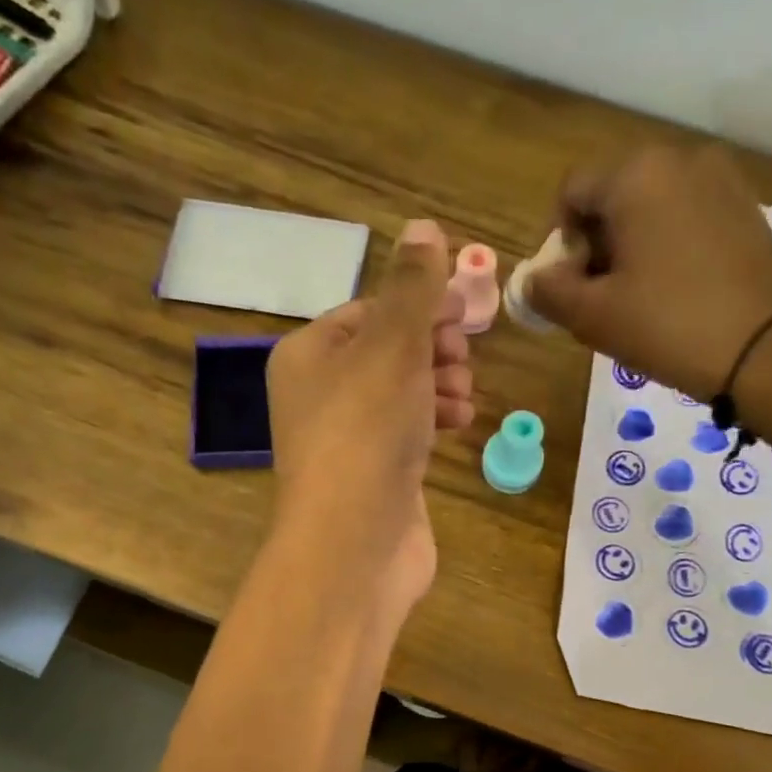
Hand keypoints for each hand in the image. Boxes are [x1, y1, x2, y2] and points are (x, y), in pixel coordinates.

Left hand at [265, 219, 474, 613]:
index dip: (419, 304)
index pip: (369, 310)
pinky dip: (435, 423)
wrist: (354, 544)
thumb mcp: (391, 345)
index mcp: (308, 356)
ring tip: (463, 397)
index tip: (463, 309)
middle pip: (388, 352)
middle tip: (462, 357)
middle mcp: (321, 397)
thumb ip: (412, 287)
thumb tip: (424, 227)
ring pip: (403, 394)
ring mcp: (350, 442)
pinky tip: (460, 425)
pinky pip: (409, 434)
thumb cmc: (366, 432)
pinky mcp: (377, 479)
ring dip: (441, 385)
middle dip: (433, 348)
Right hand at [525, 145, 771, 400]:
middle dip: (596, 245)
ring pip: (651, 208)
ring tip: (638, 301)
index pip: (571, 194)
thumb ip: (549, 292)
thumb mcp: (591, 316)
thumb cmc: (668, 325)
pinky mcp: (746, 208)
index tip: (569, 289)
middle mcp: (679, 160)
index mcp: (635, 174)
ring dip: (631, 248)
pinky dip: (668, 248)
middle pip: (613, 196)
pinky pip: (687, 218)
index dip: (559, 243)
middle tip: (600, 300)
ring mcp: (720, 180)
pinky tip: (675, 293)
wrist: (768, 348)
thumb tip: (533, 280)